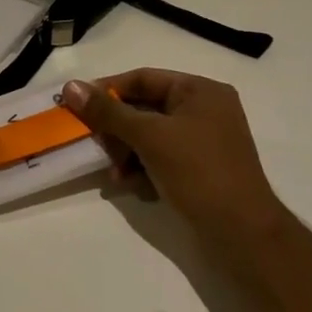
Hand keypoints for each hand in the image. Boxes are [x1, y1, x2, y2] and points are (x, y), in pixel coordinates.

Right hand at [62, 70, 288, 241]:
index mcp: (200, 91)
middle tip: (93, 143)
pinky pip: (158, 157)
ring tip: (114, 173)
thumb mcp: (149, 136)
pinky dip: (140, 168)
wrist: (241, 233)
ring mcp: (202, 141)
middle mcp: (203, 110)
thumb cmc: (198, 172)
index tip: (76, 104)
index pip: (143, 78)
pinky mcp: (198, 168)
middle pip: (142, 108)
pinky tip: (130, 185)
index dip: (106, 89)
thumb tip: (70, 86)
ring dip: (124, 152)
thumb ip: (108, 111)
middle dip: (115, 128)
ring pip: (147, 135)